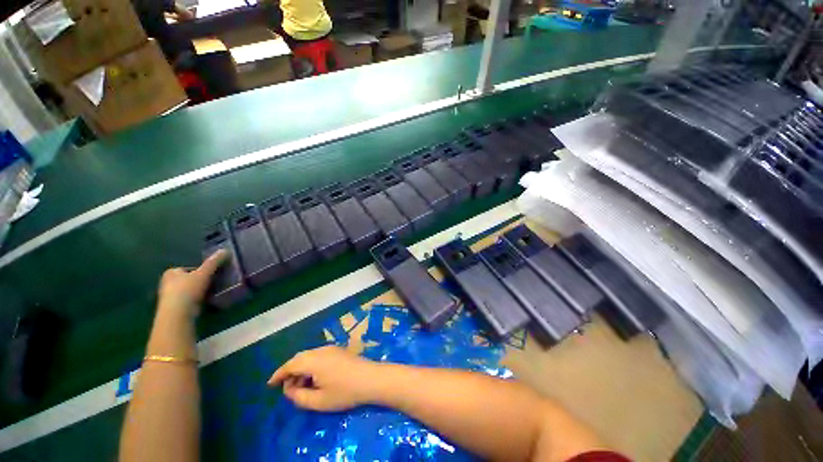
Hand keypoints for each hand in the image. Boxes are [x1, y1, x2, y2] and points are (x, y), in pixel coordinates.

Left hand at [158, 249, 227, 318]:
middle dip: (200, 281)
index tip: (211, 275)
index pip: (189, 269)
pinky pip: (189, 300)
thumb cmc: (188, 289)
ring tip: (212, 292)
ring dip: (200, 291)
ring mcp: (170, 297)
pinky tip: (206, 302)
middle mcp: (167, 283)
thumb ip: (214, 262)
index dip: (201, 271)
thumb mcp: (204, 272)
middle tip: (213, 283)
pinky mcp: (174, 308)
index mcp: (171, 272)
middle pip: (189, 280)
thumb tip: (225, 250)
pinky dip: (197, 300)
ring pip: (189, 291)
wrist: (178, 313)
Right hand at [267, 346, 381, 410]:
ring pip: (309, 356)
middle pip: (300, 358)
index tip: (270, 384)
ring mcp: (332, 349)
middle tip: (286, 389)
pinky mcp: (339, 351)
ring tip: (301, 387)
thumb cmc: (345, 392)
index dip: (279, 373)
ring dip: (301, 369)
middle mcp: (321, 350)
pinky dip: (311, 366)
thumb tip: (290, 390)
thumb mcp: (318, 401)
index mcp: (314, 360)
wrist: (371, 379)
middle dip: (290, 372)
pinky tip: (314, 379)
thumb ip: (299, 397)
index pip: (291, 364)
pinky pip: (319, 356)